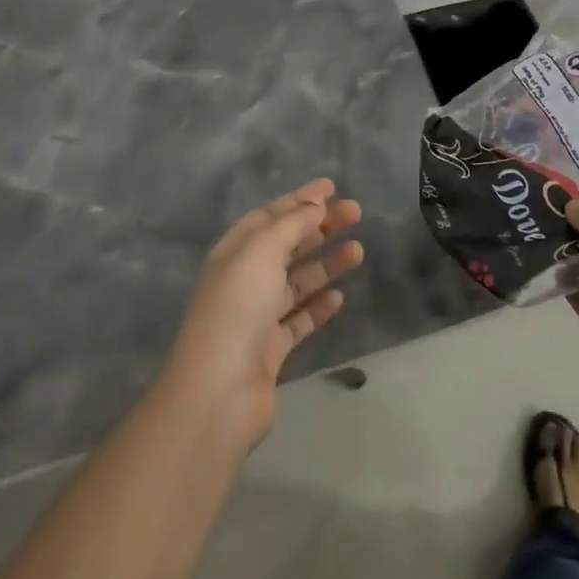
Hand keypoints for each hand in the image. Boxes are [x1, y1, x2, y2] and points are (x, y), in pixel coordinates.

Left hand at [165, 179, 363, 449]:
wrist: (220, 390)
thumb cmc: (238, 308)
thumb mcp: (261, 252)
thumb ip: (290, 225)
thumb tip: (315, 205)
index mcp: (234, 252)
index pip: (270, 216)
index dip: (299, 200)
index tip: (331, 187)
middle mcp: (244, 280)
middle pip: (287, 245)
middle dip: (320, 226)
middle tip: (355, 212)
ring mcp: (257, 316)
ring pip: (297, 281)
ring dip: (326, 263)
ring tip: (359, 251)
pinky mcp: (272, 348)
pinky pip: (299, 319)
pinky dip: (319, 305)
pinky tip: (339, 296)